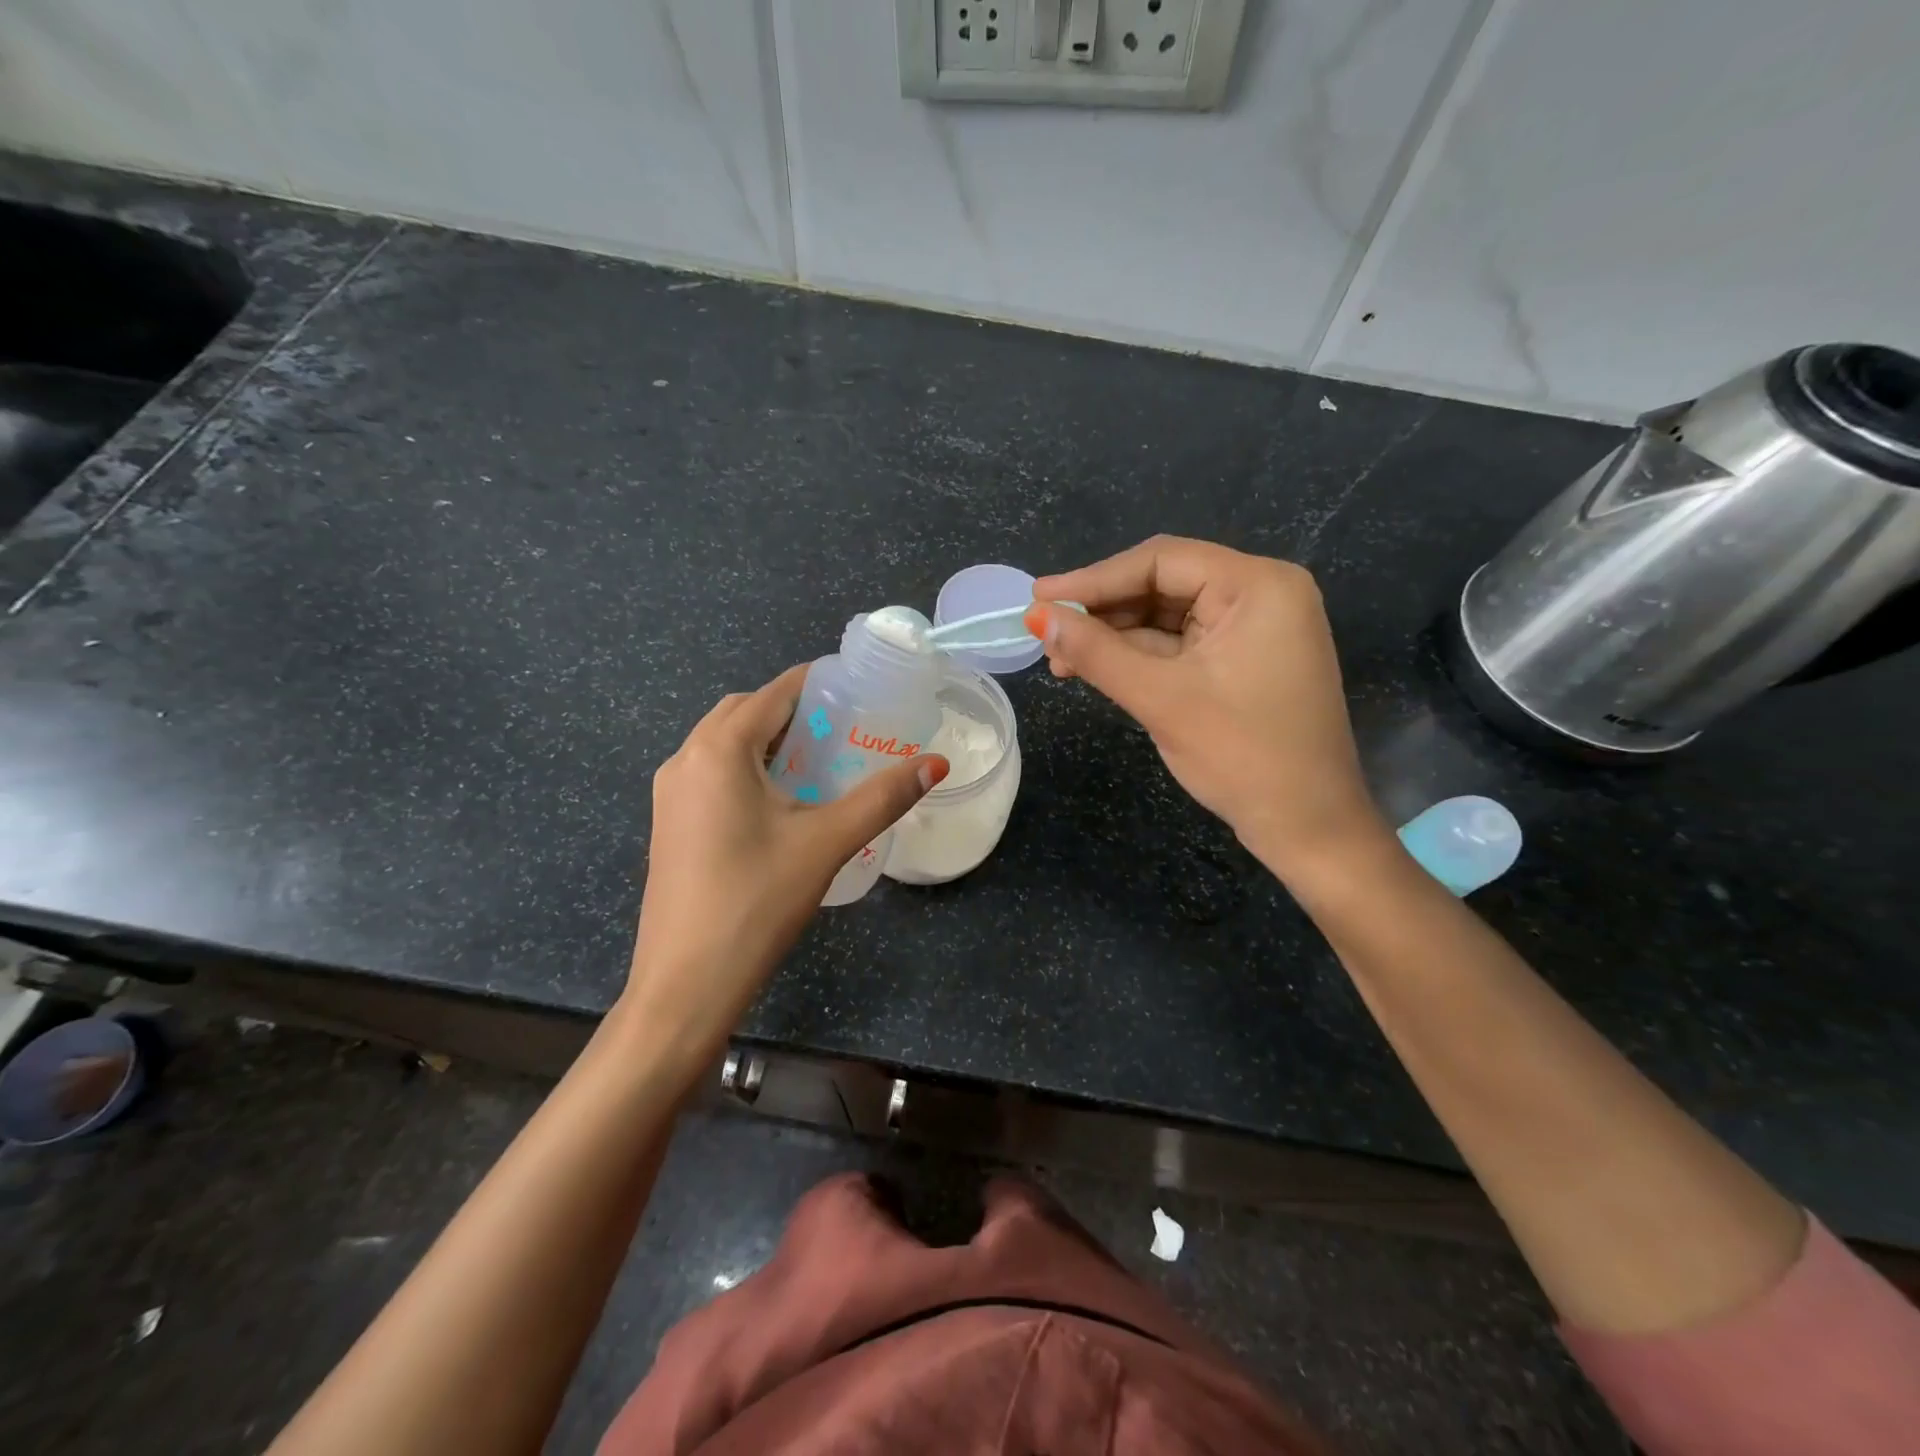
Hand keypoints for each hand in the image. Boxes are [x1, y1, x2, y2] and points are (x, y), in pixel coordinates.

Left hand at [621, 665, 947, 1066]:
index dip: (818, 683)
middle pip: (744, 711)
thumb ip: (882, 797)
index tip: (859, 689)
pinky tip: (780, 800)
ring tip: (818, 760)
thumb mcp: (826, 843)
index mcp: (719, 750)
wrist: (685, 983)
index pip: (774, 692)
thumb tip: (936, 764)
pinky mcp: (669, 823)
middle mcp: (685, 759)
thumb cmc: (756, 902)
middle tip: (843, 729)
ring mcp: (670, 793)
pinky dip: (746, 766)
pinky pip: (711, 772)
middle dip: (793, 710)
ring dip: (767, 738)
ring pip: (724, 742)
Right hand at [1027, 536, 1386, 875]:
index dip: (1092, 579)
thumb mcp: (1161, 699)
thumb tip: (1035, 617)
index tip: (1038, 597)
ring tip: (1061, 658)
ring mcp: (1254, 628)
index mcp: (1257, 586)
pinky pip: (1180, 644)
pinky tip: (1095, 667)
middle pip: (1163, 584)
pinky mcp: (1242, 660)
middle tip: (1045, 633)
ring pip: (1166, 616)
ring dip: (1114, 636)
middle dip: (1102, 611)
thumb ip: (1095, 652)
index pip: (1160, 561)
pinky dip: (1138, 656)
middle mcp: (1261, 594)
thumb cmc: (1243, 757)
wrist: (1308, 826)